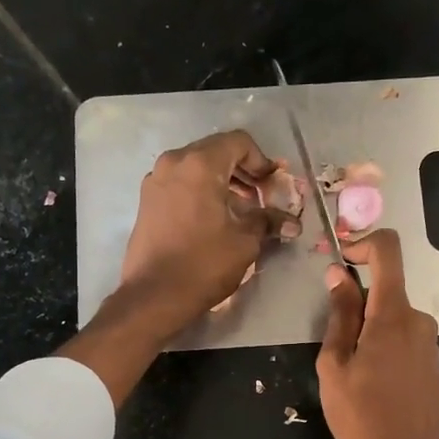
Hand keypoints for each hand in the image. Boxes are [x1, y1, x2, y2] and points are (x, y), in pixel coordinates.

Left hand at [117, 130, 294, 336]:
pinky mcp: (147, 201)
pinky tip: (214, 219)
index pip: (239, 142)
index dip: (262, 161)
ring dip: (222, 182)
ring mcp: (156, 180)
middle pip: (216, 151)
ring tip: (241, 210)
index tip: (273, 186)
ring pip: (197, 168)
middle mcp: (174, 162)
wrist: (154, 296)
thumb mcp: (245, 241)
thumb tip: (292, 222)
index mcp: (200, 164)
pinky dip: (201, 192)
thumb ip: (268, 221)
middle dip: (243, 171)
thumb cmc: (204, 264)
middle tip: (261, 197)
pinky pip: (181, 183)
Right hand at [316, 230, 438, 438]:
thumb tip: (338, 274)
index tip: (340, 260)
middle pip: (386, 291)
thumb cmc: (360, 415)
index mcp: (393, 314)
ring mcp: (430, 343)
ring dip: (370, 331)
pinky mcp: (434, 364)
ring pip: (394, 318)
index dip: (363, 243)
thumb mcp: (335, 364)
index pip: (388, 251)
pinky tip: (374, 385)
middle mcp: (419, 320)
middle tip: (334, 345)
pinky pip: (405, 340)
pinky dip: (385, 347)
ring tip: (352, 373)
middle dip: (357, 305)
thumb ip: (340, 314)